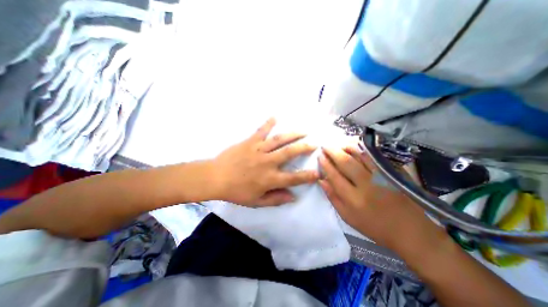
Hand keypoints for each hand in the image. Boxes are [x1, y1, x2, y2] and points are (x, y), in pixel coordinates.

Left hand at [212, 118, 319, 206]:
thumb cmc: (236, 191)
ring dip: (293, 134)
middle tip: (314, 143)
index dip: (307, 176)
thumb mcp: (256, 202)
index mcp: (269, 179)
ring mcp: (259, 150)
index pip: (293, 178)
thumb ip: (276, 199)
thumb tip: (293, 197)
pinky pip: (261, 130)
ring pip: (279, 140)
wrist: (215, 178)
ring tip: (304, 130)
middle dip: (304, 147)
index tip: (318, 173)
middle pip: (290, 153)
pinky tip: (275, 116)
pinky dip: (268, 123)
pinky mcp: (250, 142)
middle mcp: (267, 162)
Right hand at [319, 146, 441, 251]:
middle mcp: (366, 185)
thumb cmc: (374, 226)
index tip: (320, 156)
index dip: (325, 164)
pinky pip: (374, 157)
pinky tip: (354, 147)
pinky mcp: (392, 173)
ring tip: (337, 145)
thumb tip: (321, 180)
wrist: (410, 231)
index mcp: (353, 199)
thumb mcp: (348, 217)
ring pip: (360, 157)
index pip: (335, 176)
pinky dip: (362, 150)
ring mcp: (381, 177)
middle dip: (333, 152)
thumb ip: (333, 197)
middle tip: (325, 147)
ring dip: (346, 148)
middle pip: (346, 163)